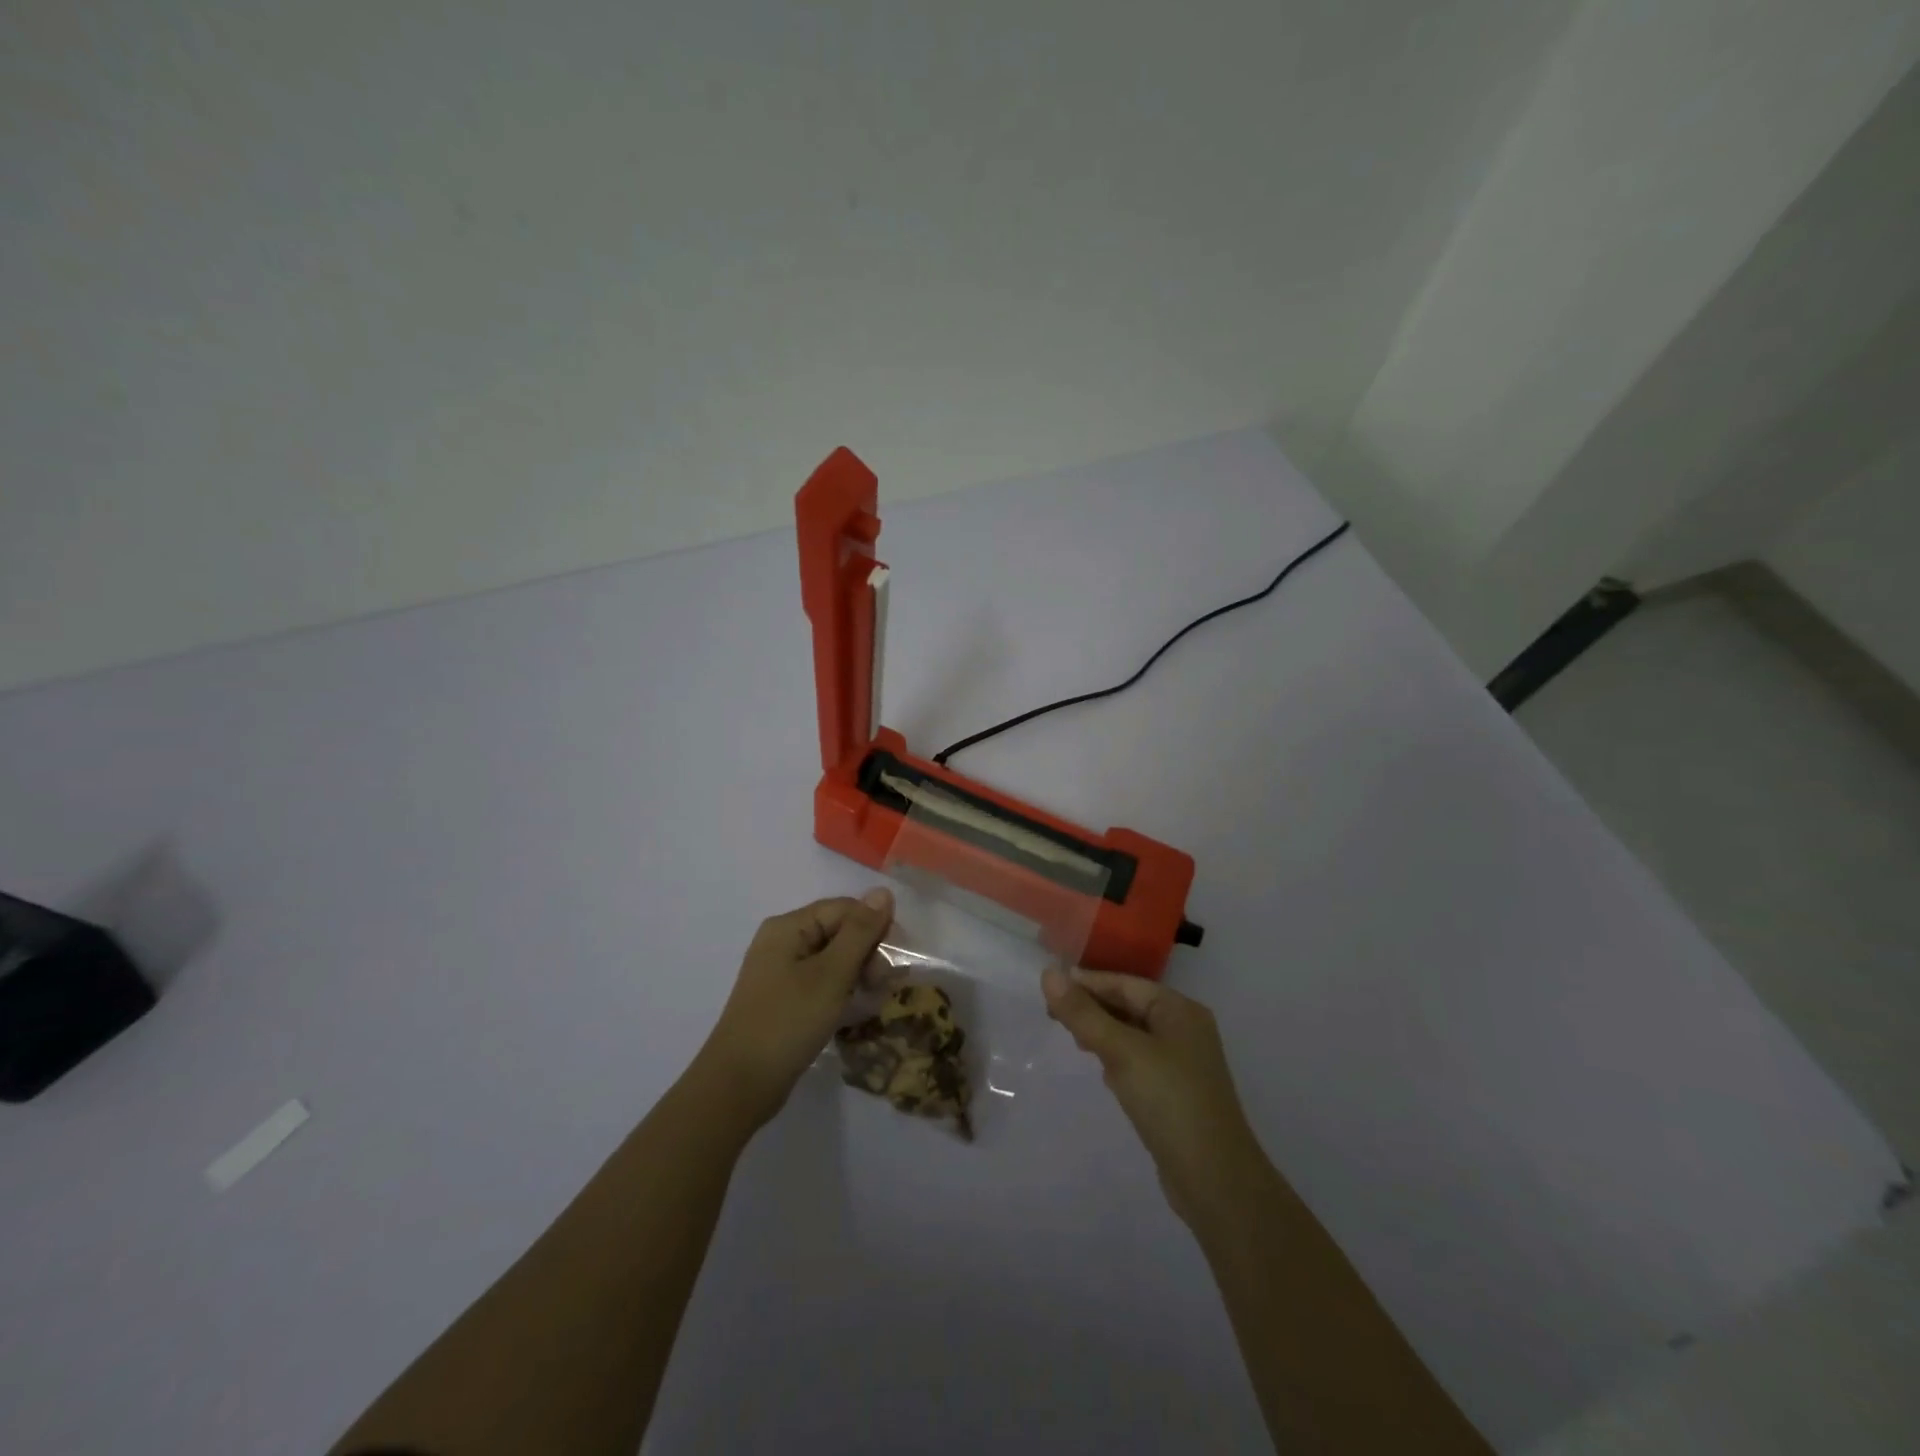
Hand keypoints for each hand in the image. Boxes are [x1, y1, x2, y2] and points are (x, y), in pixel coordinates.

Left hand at [698, 888, 894, 1127]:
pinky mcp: (785, 999)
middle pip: (839, 931)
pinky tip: (856, 1011)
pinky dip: (842, 991)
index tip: (894, 962)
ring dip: (859, 974)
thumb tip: (883, 891)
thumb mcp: (831, 975)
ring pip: (834, 959)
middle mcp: (783, 941)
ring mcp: (781, 972)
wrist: (738, 1086)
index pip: (845, 908)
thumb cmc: (787, 1022)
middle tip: (883, 986)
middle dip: (868, 953)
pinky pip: (822, 982)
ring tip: (874, 1000)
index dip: (875, 928)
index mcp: (789, 927)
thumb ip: (860, 932)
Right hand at [1042, 967, 1270, 1226]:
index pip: (1125, 984)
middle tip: (1052, 1015)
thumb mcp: (1122, 1051)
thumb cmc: (1170, 1102)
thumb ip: (1083, 1014)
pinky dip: (1116, 1058)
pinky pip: (1138, 1061)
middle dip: (1093, 1008)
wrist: (1215, 1181)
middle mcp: (1184, 1029)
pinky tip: (1101, 1071)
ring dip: (1102, 1033)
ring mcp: (1182, 1063)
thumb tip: (1048, 973)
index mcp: (1179, 1010)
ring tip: (1071, 1039)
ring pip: (1132, 1035)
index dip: (1087, 983)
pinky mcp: (1175, 1093)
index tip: (1048, 989)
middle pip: (1129, 1006)